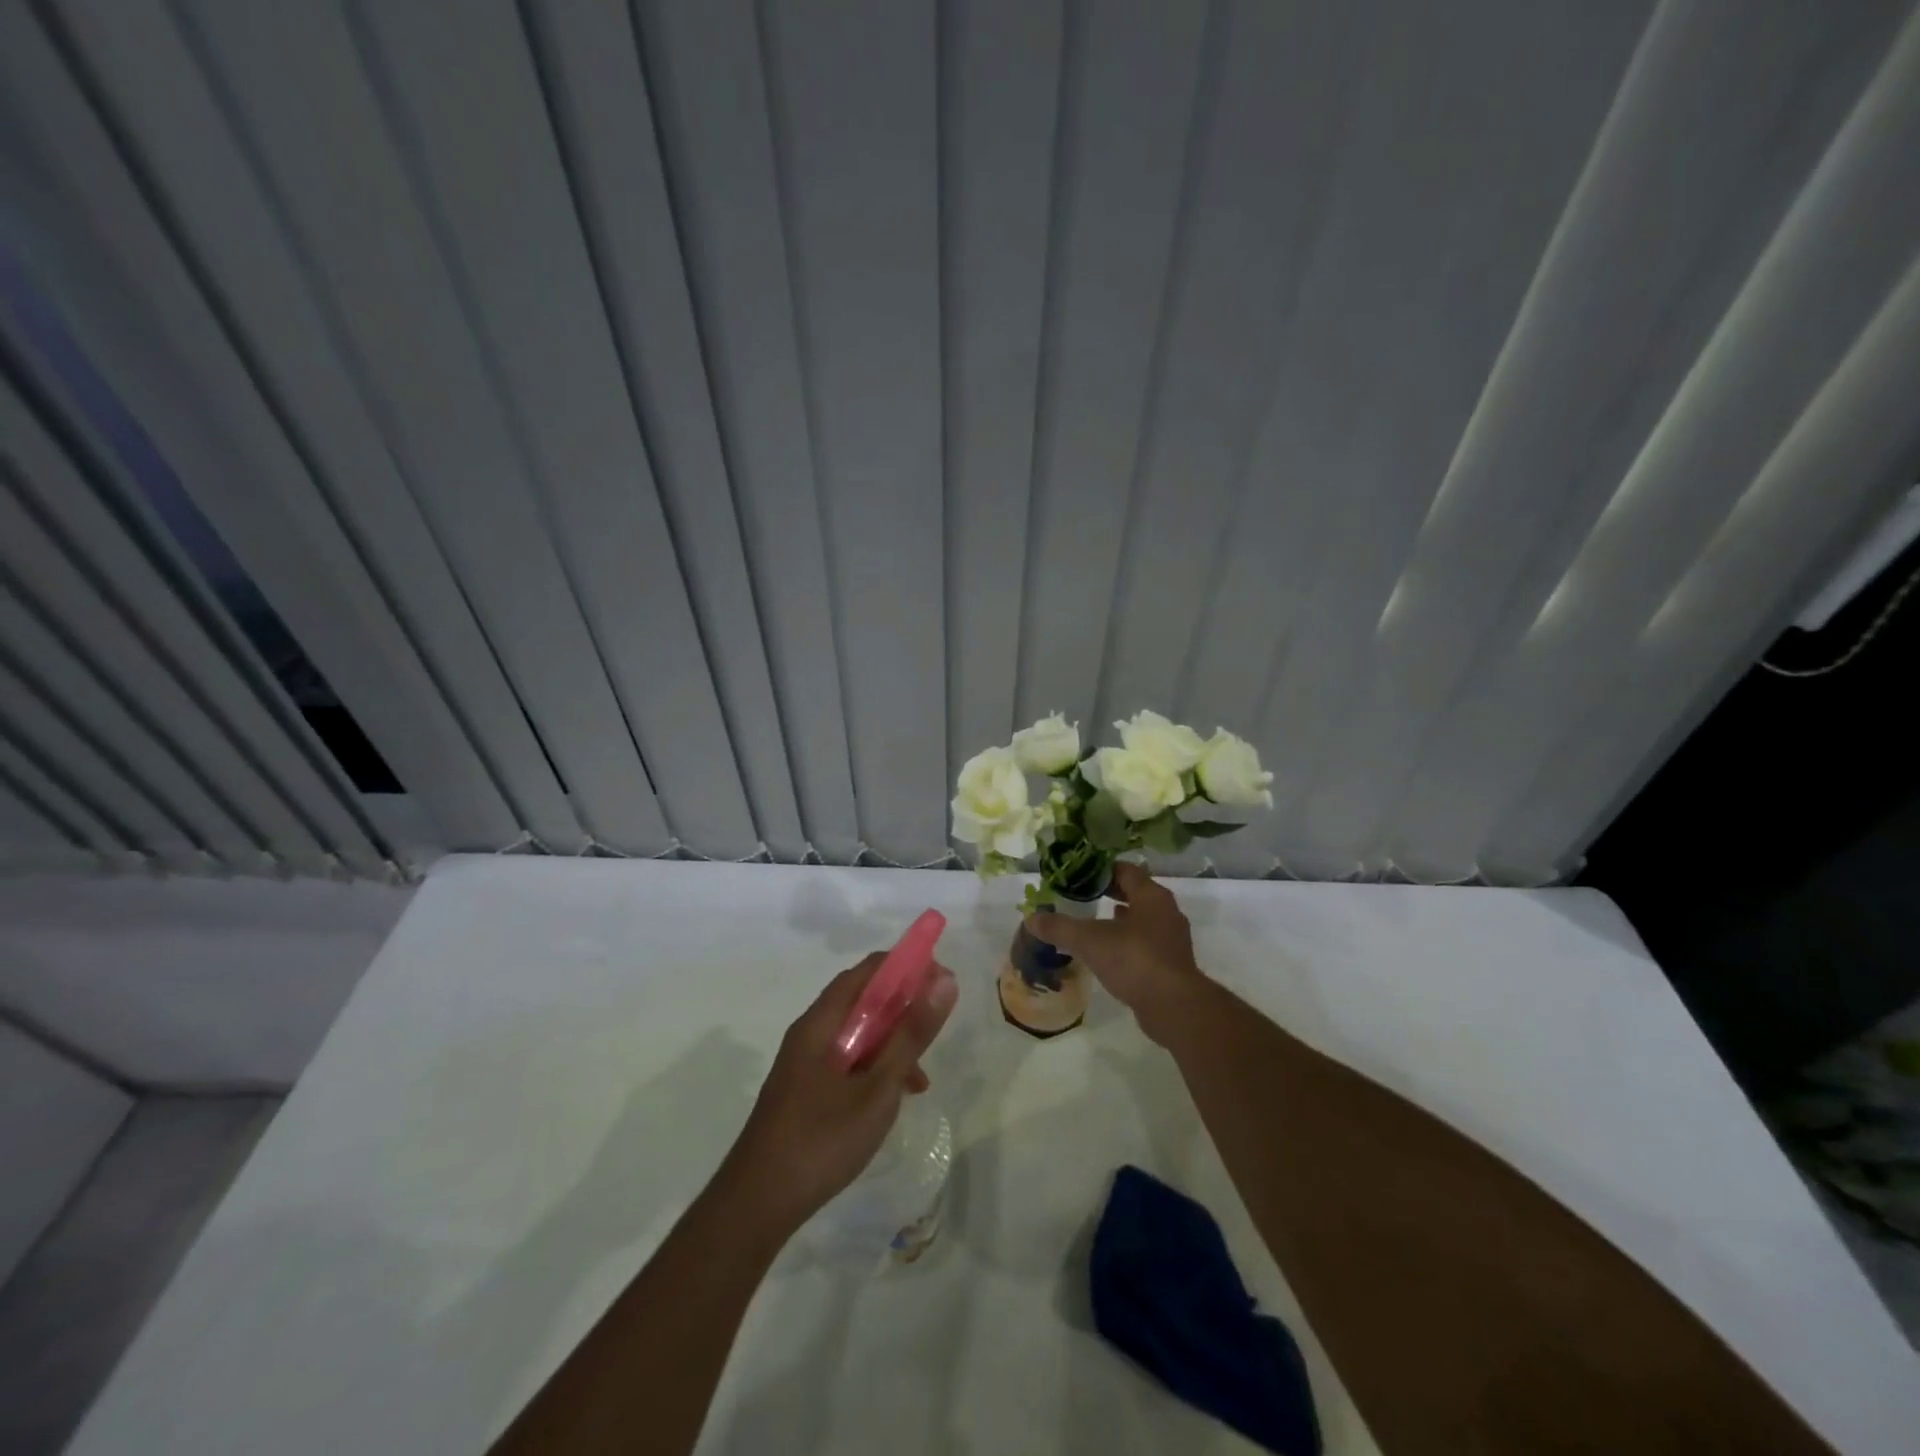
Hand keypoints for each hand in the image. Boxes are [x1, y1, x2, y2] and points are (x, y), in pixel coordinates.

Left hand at [720, 953, 957, 1234]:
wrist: (757, 1204)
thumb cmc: (821, 1139)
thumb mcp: (877, 1087)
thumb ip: (911, 1034)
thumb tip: (945, 981)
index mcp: (821, 1021)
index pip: (868, 970)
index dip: (906, 967)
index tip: (941, 980)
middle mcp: (810, 1032)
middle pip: (862, 1000)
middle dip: (903, 1005)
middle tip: (936, 1024)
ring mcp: (805, 1063)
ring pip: (857, 1034)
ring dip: (892, 1042)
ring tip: (921, 1075)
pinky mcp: (805, 1090)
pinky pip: (847, 1061)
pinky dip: (875, 1067)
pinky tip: (894, 1099)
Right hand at [1026, 862, 1207, 1046]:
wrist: (1173, 1006)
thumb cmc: (1134, 960)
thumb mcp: (1089, 941)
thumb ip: (1060, 927)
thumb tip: (1031, 918)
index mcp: (1151, 896)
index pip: (1126, 871)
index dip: (1102, 870)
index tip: (1080, 876)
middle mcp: (1166, 911)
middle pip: (1136, 893)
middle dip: (1111, 893)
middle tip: (1083, 896)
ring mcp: (1172, 939)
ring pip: (1143, 919)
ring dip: (1121, 918)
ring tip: (1094, 922)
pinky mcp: (1172, 963)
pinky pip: (1147, 943)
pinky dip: (1128, 941)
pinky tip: (1110, 952)